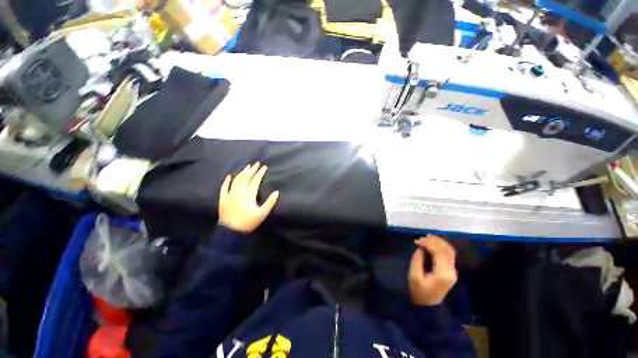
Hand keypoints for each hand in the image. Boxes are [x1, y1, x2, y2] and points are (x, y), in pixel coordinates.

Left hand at [219, 162, 279, 232]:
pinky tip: (229, 176)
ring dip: (242, 172)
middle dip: (252, 170)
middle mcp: (239, 191)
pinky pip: (224, 187)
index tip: (264, 167)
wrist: (230, 232)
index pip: (255, 180)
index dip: (260, 173)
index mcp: (248, 194)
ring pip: (237, 180)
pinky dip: (227, 181)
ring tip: (247, 167)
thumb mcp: (262, 214)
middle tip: (257, 163)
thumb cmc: (248, 223)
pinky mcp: (223, 199)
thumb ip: (270, 202)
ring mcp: (230, 194)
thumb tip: (276, 192)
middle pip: (246, 178)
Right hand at [408, 235, 457, 305]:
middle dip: (434, 240)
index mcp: (443, 273)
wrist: (428, 306)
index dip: (428, 244)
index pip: (439, 252)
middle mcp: (451, 271)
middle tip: (422, 237)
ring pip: (450, 251)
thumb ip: (417, 260)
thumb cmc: (419, 292)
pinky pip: (449, 254)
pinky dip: (441, 247)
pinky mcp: (450, 271)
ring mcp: (452, 271)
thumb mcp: (414, 276)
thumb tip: (420, 248)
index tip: (416, 241)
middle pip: (447, 250)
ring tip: (427, 237)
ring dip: (439, 242)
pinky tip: (433, 243)